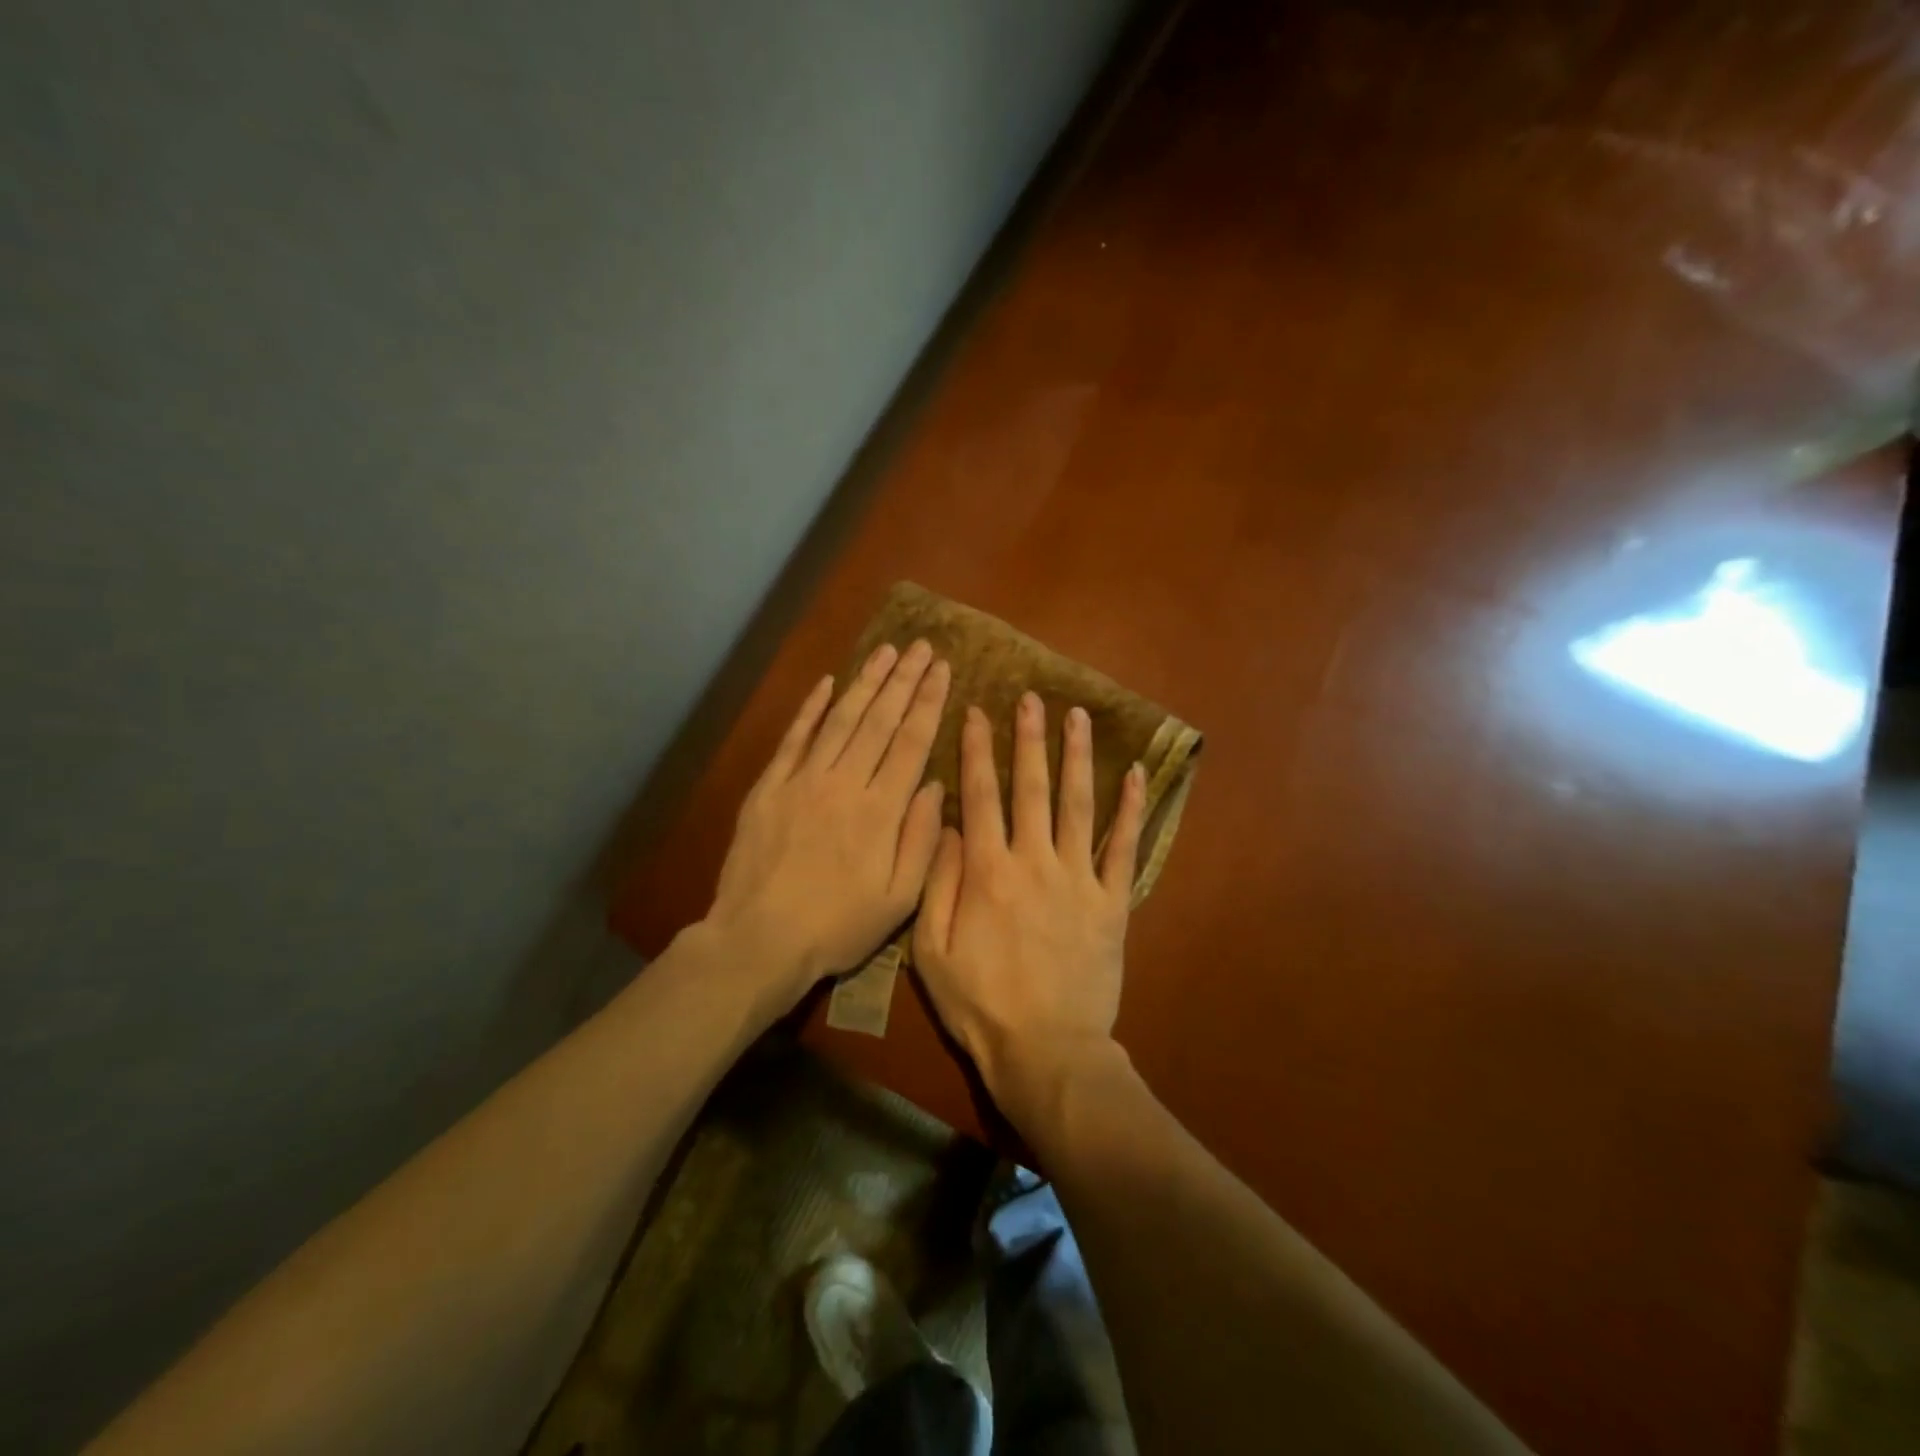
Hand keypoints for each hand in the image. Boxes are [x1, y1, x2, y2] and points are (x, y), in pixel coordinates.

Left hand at [705, 641, 949, 1004]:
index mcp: (880, 811)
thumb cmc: (837, 927)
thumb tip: (935, 786)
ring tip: (886, 651)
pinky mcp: (769, 787)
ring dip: (865, 683)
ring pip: (840, 719)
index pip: (911, 742)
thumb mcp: (898, 900)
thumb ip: (921, 840)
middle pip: (879, 721)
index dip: (928, 702)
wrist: (759, 939)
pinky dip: (811, 708)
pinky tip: (827, 682)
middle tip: (920, 646)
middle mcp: (844, 783)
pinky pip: (794, 738)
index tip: (942, 669)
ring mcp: (802, 780)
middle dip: (903, 680)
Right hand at [914, 692, 1145, 1117]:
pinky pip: (1123, 847)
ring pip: (1078, 804)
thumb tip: (947, 825)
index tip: (978, 712)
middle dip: (1029, 738)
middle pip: (1031, 787)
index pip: (980, 796)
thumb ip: (938, 883)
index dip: (978, 751)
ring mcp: (1078, 879)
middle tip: (1032, 697)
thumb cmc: (981, 1004)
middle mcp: (1034, 861)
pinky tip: (1137, 773)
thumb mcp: (933, 951)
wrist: (1047, 1051)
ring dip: (1077, 757)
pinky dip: (1131, 809)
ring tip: (1078, 716)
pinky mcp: (1112, 901)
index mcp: (987, 871)